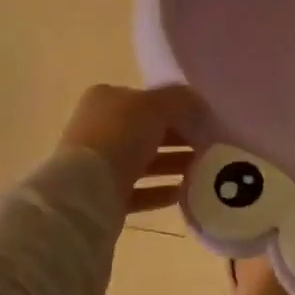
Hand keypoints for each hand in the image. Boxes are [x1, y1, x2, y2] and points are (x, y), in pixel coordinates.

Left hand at [58, 83, 206, 213]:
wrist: (85, 192)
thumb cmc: (121, 136)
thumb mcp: (158, 106)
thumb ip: (183, 102)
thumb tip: (202, 108)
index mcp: (107, 99)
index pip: (148, 100)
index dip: (178, 110)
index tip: (204, 124)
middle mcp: (100, 127)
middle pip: (148, 131)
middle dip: (179, 139)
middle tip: (208, 149)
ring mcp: (99, 163)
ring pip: (145, 161)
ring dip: (173, 165)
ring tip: (202, 171)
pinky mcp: (103, 195)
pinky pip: (139, 190)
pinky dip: (160, 190)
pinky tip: (183, 193)